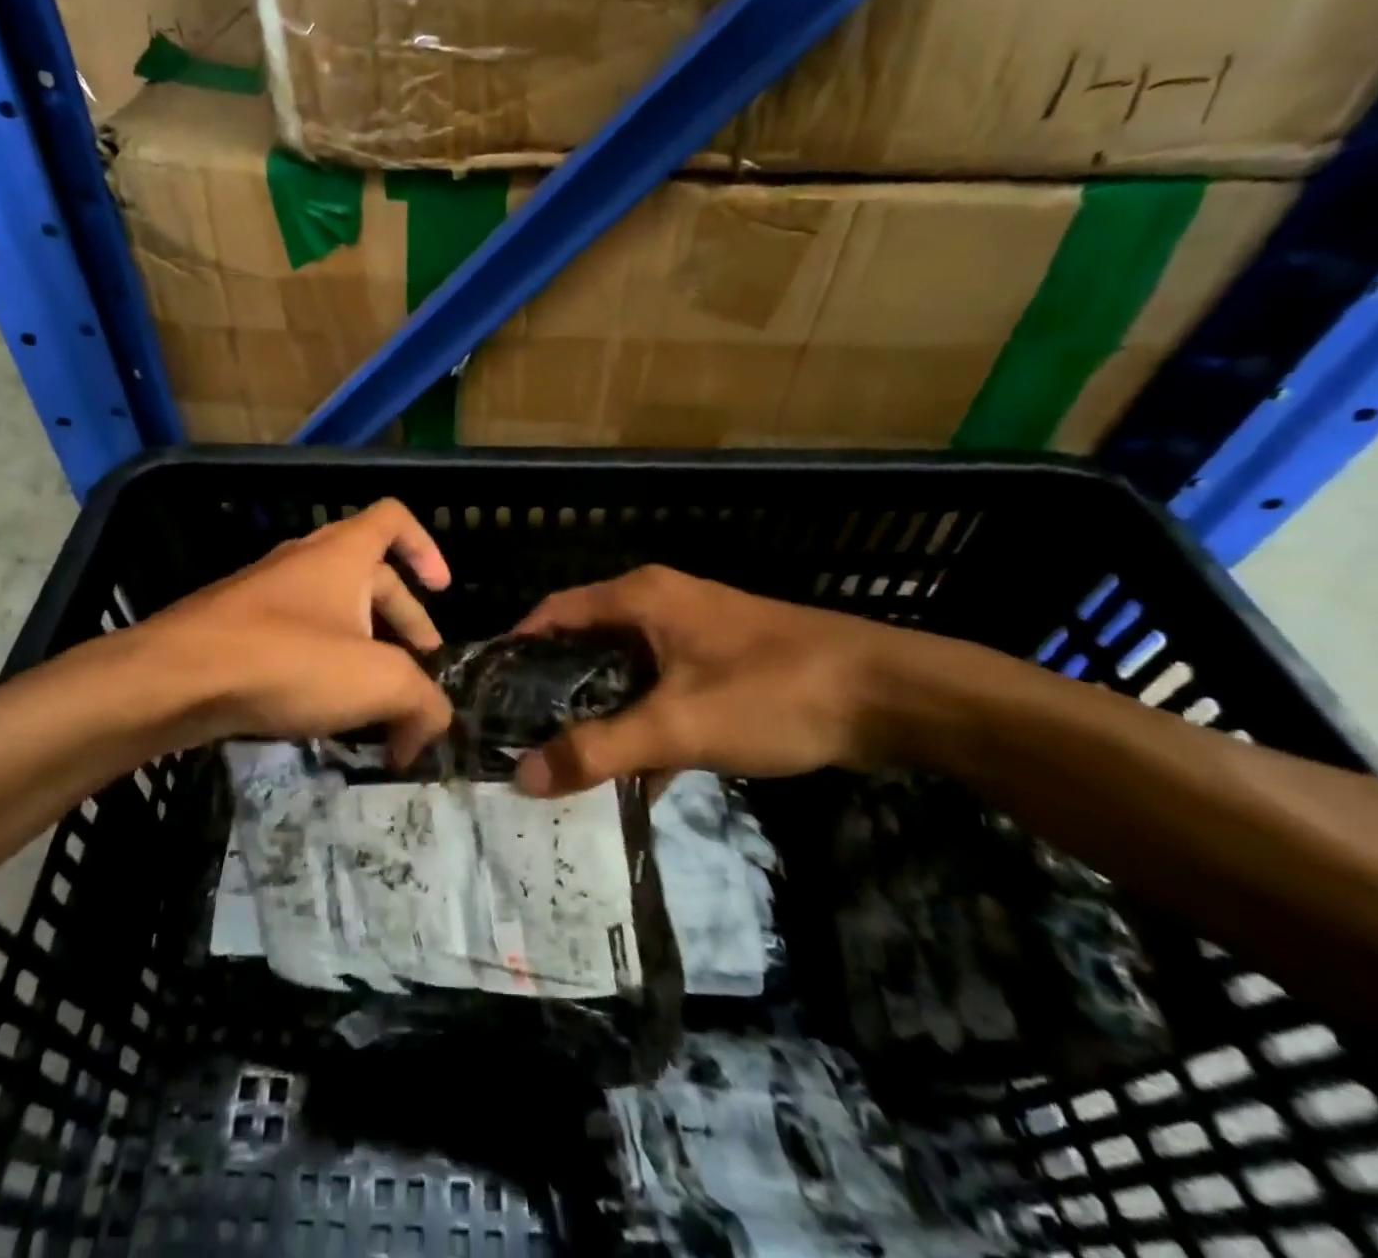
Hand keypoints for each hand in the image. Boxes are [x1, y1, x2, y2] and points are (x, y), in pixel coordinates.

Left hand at [134, 499, 454, 764]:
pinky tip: (326, 714)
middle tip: (417, 677)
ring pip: (334, 613)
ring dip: (365, 652)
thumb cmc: (288, 660)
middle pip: (373, 579)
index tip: (442, 591)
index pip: (394, 519)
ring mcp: (268, 595)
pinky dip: (324, 667)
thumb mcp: (377, 682)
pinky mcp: (239, 629)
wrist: (174, 679)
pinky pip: (298, 638)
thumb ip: (423, 702)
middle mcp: (306, 562)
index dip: (427, 547)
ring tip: (377, 706)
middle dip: (405, 626)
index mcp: (343, 553)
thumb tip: (434, 727)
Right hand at [512, 565, 898, 795]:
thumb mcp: (678, 725)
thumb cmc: (772, 693)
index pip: (554, 613)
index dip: (517, 647)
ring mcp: (693, 634)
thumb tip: (523, 779)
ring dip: (599, 711)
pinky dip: (644, 723)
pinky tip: (634, 776)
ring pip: (625, 670)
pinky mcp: (721, 664)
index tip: (488, 693)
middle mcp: (660, 605)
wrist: (889, 696)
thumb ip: (599, 750)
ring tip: (563, 758)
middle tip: (518, 734)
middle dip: (554, 687)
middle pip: (586, 642)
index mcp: (640, 598)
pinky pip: (662, 689)